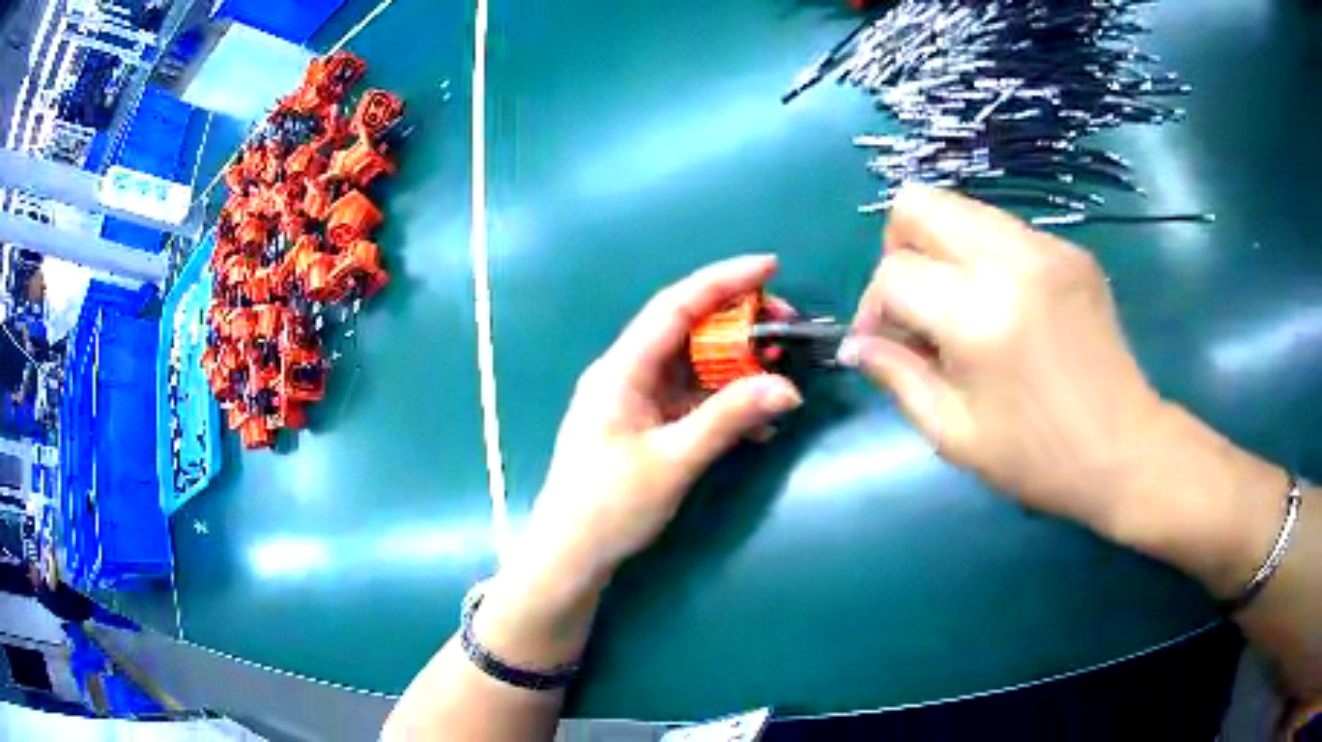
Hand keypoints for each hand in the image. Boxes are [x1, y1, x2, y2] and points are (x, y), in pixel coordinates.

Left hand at [477, 256, 801, 668]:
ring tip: (781, 369)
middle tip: (788, 328)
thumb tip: (788, 387)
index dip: (723, 281)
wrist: (572, 556)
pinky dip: (726, 403)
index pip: (675, 306)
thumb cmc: (610, 507)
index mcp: (621, 369)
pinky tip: (759, 422)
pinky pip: (692, 400)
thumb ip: (729, 419)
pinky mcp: (646, 426)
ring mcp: (636, 400)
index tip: (770, 267)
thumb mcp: (674, 461)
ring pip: (694, 365)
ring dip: (737, 366)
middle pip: (687, 330)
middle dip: (739, 323)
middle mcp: (627, 374)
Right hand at [840, 185, 1166, 536]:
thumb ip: (898, 378)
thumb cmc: (1038, 458)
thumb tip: (857, 344)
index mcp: (980, 318)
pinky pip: (1004, 229)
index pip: (895, 274)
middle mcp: (1012, 262)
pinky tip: (1005, 308)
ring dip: (942, 250)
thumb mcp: (955, 435)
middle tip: (917, 305)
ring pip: (961, 208)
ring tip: (960, 307)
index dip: (874, 307)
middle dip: (900, 249)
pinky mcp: (1071, 250)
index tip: (885, 344)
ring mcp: (1048, 247)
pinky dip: (985, 257)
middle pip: (920, 204)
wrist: (1125, 449)